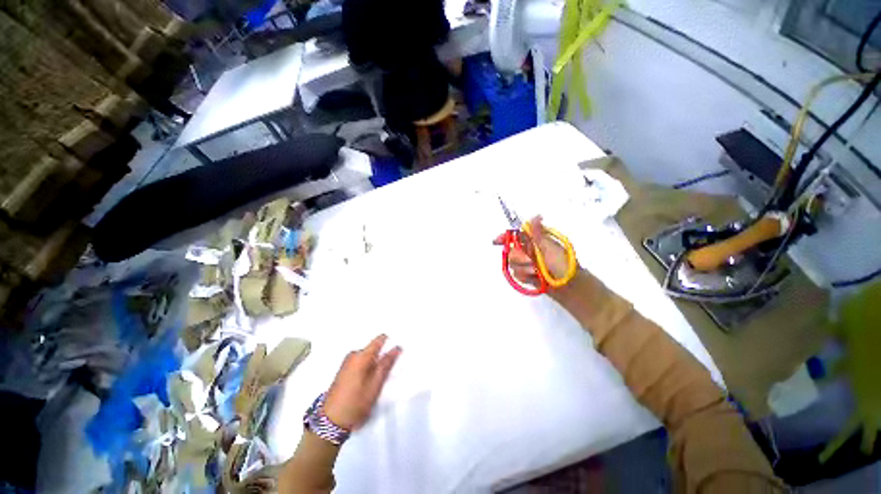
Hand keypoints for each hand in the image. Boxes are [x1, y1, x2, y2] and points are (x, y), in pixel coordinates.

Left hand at [323, 334, 401, 430]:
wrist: (331, 421)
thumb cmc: (357, 401)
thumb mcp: (376, 383)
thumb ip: (387, 363)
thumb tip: (397, 347)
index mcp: (362, 355)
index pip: (380, 339)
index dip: (390, 343)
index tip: (398, 352)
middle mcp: (353, 354)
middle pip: (374, 349)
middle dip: (383, 356)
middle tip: (390, 371)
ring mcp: (347, 363)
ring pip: (368, 357)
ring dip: (376, 364)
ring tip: (380, 379)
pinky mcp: (344, 371)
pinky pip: (361, 363)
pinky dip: (368, 369)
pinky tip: (370, 382)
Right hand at [494, 216, 577, 287]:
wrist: (570, 286)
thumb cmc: (562, 264)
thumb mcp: (550, 247)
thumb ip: (538, 233)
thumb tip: (536, 215)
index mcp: (535, 241)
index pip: (515, 235)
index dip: (505, 237)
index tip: (497, 241)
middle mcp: (529, 251)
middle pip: (511, 251)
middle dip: (518, 257)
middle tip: (530, 261)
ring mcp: (527, 264)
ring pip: (513, 264)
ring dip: (523, 268)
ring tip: (536, 272)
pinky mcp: (527, 275)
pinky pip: (516, 275)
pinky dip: (524, 276)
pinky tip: (534, 278)